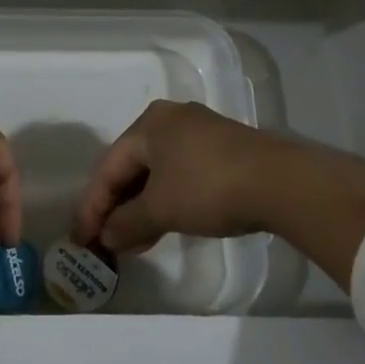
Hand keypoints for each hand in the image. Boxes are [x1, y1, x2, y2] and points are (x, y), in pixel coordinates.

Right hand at [72, 100, 292, 256]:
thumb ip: (126, 223)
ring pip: (158, 173)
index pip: (108, 168)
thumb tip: (106, 237)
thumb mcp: (161, 209)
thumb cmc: (208, 187)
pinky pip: (181, 175)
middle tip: (105, 241)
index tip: (81, 239)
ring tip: (132, 243)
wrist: (282, 183)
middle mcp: (171, 120)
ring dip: (141, 209)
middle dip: (117, 208)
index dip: (92, 207)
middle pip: (132, 168)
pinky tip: (163, 227)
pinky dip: (167, 201)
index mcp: (149, 124)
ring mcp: (200, 132)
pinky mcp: (223, 149)